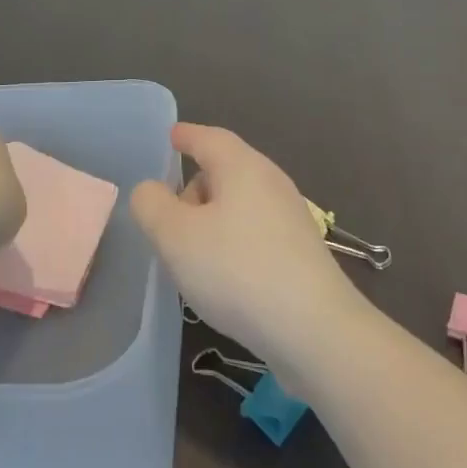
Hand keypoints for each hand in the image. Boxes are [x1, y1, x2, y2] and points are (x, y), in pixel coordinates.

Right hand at [131, 122, 362, 371]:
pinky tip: (224, 277)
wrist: (315, 331)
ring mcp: (291, 218)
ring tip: (191, 256)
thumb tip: (151, 190)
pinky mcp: (302, 253)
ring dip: (212, 221)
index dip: (186, 136)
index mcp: (242, 166)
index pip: (208, 138)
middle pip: (225, 172)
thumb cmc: (237, 270)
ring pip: (240, 205)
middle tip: (168, 219)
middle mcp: (271, 182)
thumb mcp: (175, 236)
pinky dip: (233, 243)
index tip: (171, 136)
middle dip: (195, 187)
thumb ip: (152, 205)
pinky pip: (255, 232)